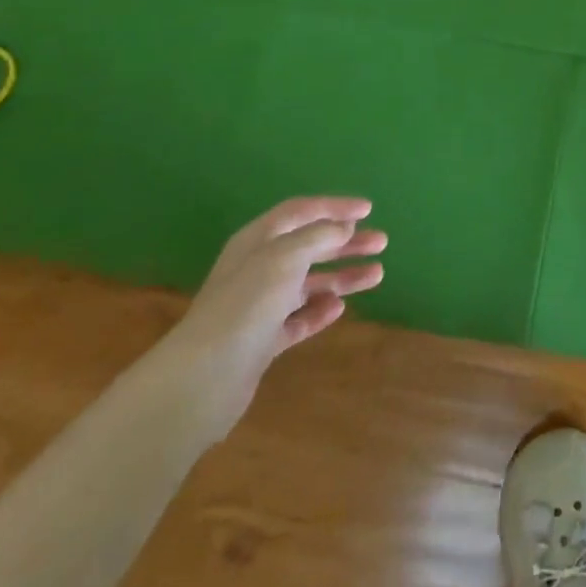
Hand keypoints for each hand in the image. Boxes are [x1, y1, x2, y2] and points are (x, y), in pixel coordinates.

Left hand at [153, 197, 386, 439]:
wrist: (204, 379)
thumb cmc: (247, 304)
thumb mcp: (286, 256)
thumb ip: (319, 236)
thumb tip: (343, 228)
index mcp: (258, 240)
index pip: (301, 211)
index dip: (334, 207)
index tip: (368, 210)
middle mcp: (258, 268)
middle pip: (309, 246)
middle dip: (346, 243)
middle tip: (381, 242)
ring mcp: (260, 306)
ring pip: (309, 283)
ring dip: (342, 276)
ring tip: (377, 275)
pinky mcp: (262, 341)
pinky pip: (298, 319)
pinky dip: (319, 311)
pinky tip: (339, 308)